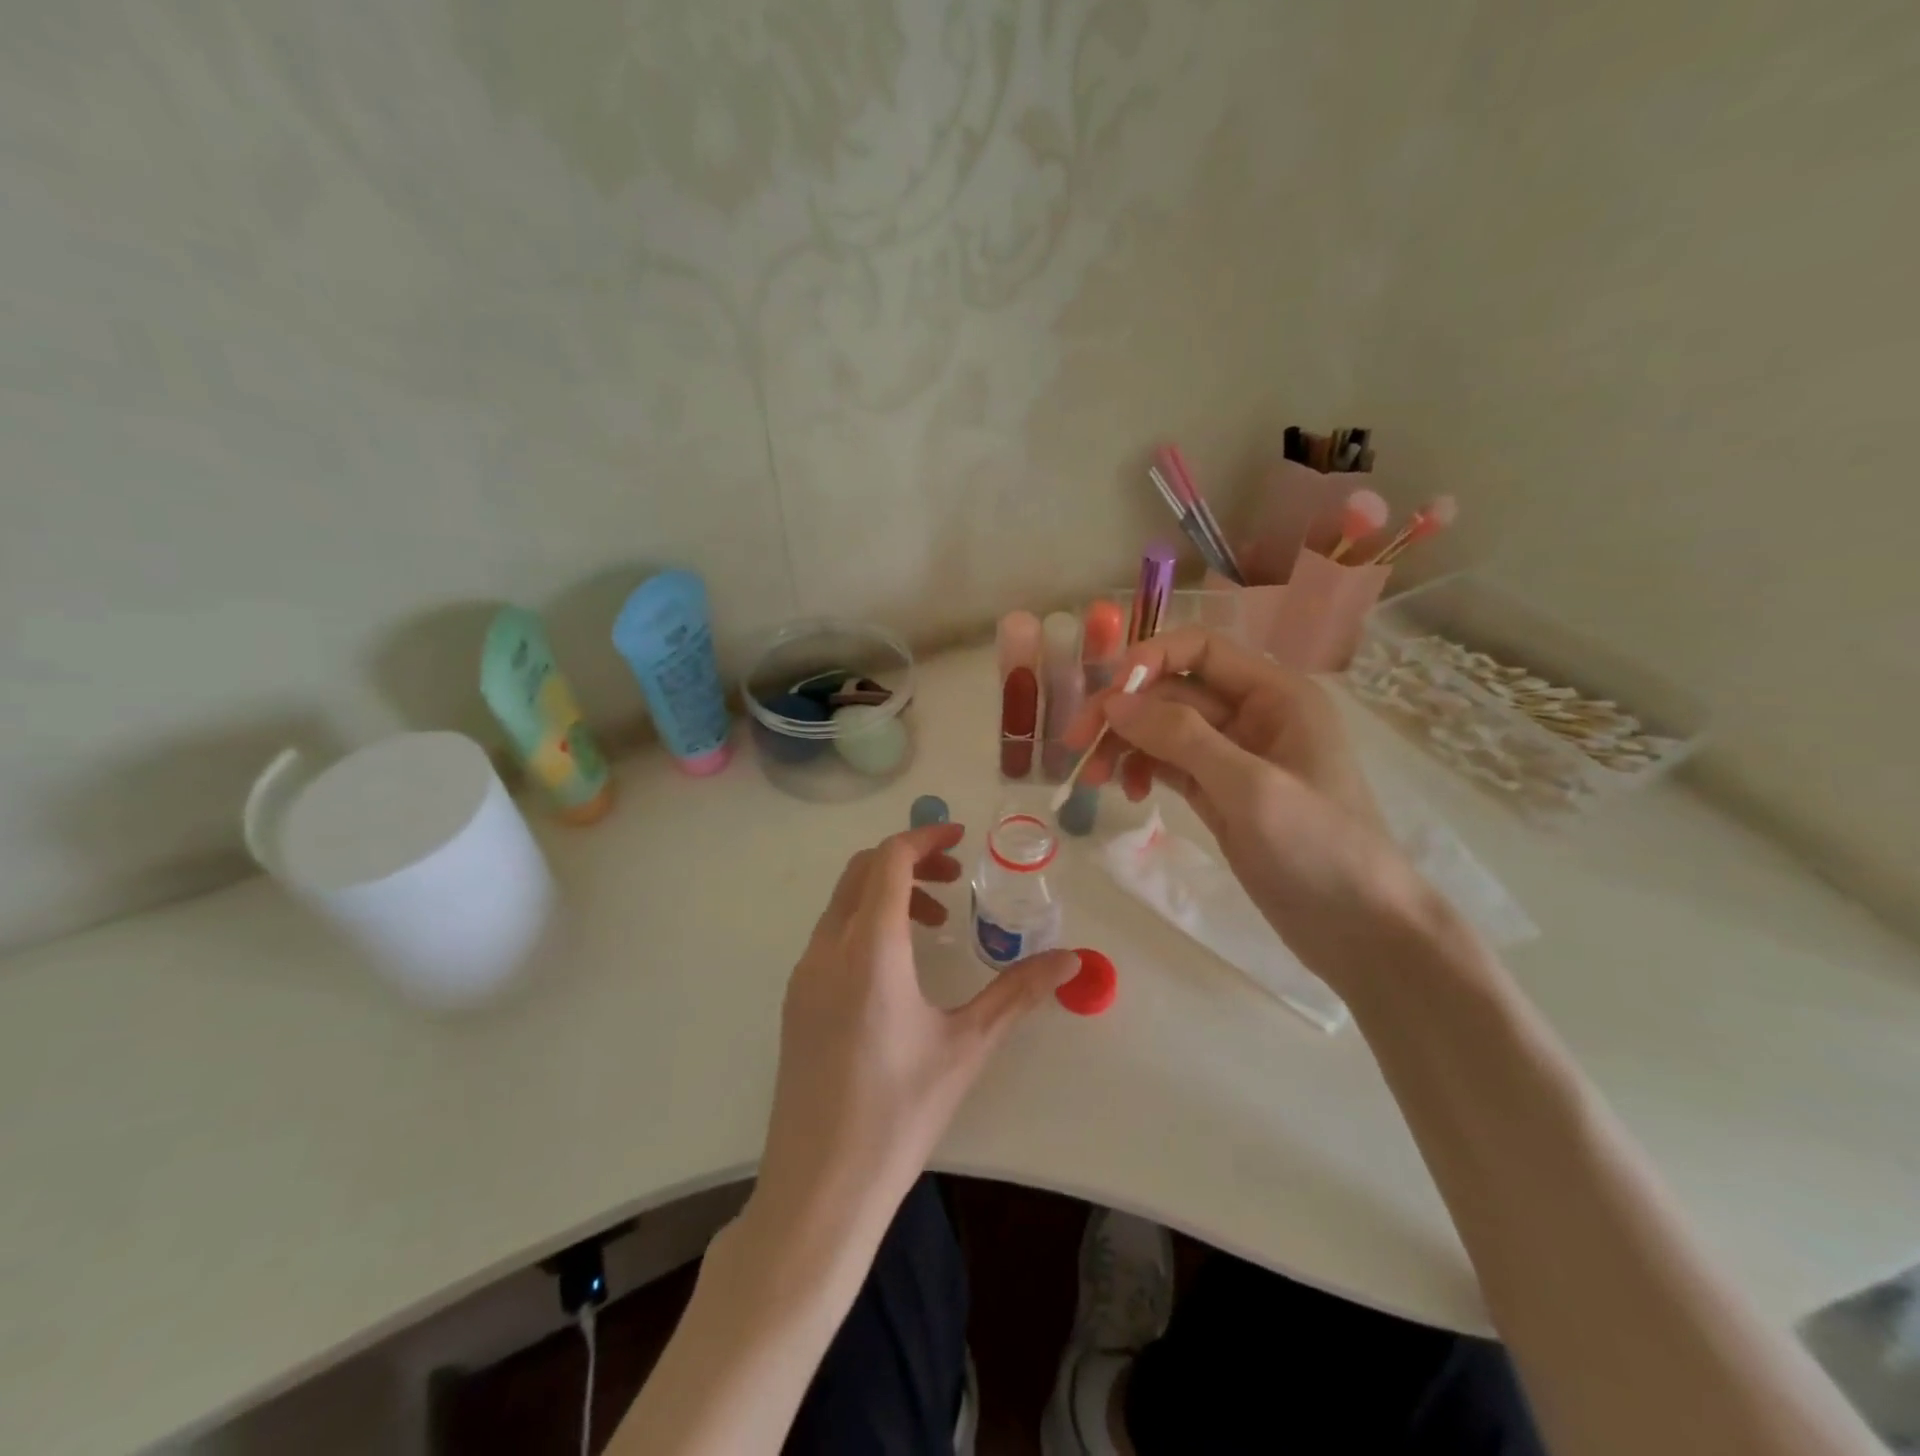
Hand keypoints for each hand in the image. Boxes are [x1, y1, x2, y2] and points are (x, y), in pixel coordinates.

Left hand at [753, 823, 1078, 1231]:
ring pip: (844, 902)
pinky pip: (831, 934)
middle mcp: (827, 949)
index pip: (889, 861)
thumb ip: (1018, 992)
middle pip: (862, 871)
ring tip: (936, 924)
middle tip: (954, 877)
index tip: (960, 837)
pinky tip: (898, 968)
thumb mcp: (967, 1046)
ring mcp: (804, 975)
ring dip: (888, 893)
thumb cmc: (899, 1112)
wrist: (819, 1187)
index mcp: (869, 949)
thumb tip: (1072, 960)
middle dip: (909, 859)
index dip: (924, 836)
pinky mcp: (796, 1001)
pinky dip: (866, 923)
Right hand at [1066, 627, 1428, 977]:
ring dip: (1125, 745)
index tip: (1105, 700)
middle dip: (1124, 713)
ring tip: (1096, 781)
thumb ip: (1181, 737)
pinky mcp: (1220, 792)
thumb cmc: (1319, 849)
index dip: (1148, 661)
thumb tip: (1114, 701)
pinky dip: (1143, 770)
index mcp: (1276, 694)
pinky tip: (1130, 792)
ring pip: (1163, 729)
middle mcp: (1253, 714)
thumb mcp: (1249, 788)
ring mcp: (1234, 756)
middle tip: (1076, 746)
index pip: (1200, 650)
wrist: (1360, 931)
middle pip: (1172, 691)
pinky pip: (1169, 763)